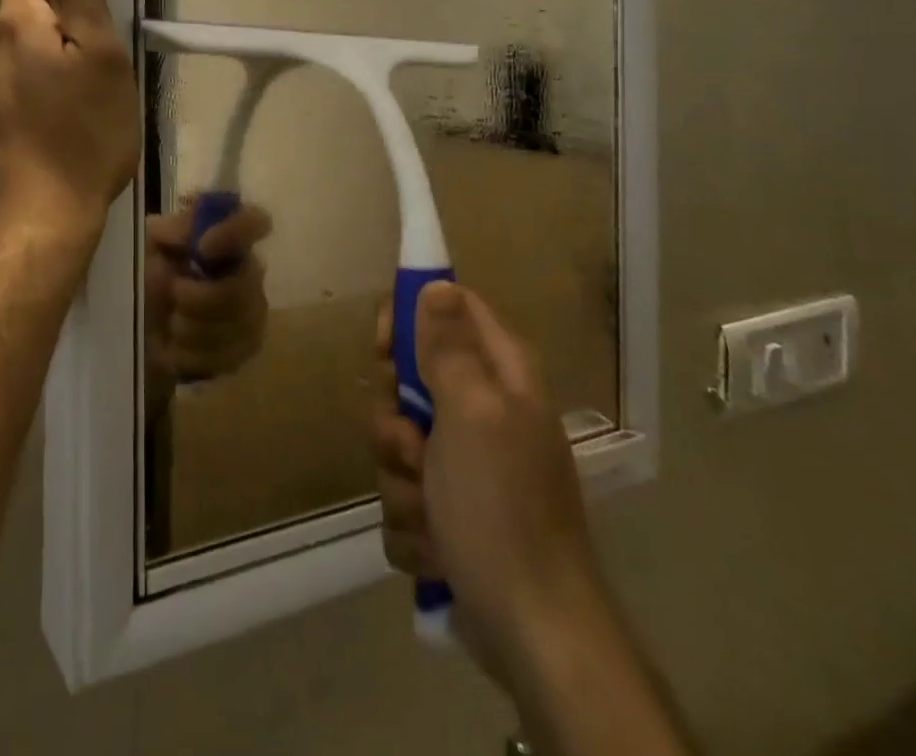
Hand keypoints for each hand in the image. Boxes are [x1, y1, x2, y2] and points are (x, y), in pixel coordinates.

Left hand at [0, 0, 138, 246]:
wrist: (37, 224)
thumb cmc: (82, 135)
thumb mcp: (99, 56)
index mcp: (14, 27)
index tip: (94, 23)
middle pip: (25, 18)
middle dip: (62, 31)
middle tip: (101, 71)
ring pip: (22, 60)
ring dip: (53, 69)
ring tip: (87, 108)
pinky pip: (17, 95)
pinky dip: (41, 101)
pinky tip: (65, 135)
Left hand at [144, 198, 272, 411]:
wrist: (143, 328)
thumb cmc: (150, 276)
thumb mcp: (151, 245)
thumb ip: (172, 230)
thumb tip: (190, 230)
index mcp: (227, 237)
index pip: (255, 221)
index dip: (235, 232)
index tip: (202, 247)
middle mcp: (250, 271)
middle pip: (244, 287)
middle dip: (200, 297)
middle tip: (173, 294)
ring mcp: (254, 311)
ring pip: (236, 325)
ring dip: (193, 327)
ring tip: (171, 323)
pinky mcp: (247, 347)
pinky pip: (228, 355)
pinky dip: (194, 353)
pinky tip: (178, 347)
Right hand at [370, 282, 600, 682]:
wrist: (532, 632)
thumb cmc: (502, 507)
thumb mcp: (471, 412)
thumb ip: (448, 346)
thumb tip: (436, 283)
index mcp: (499, 375)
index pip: (445, 308)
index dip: (407, 320)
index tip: (384, 353)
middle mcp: (483, 411)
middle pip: (408, 379)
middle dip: (395, 420)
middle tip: (414, 444)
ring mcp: (465, 465)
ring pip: (397, 442)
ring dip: (401, 481)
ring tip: (432, 514)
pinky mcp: (449, 512)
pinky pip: (402, 494)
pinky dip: (412, 523)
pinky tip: (437, 548)